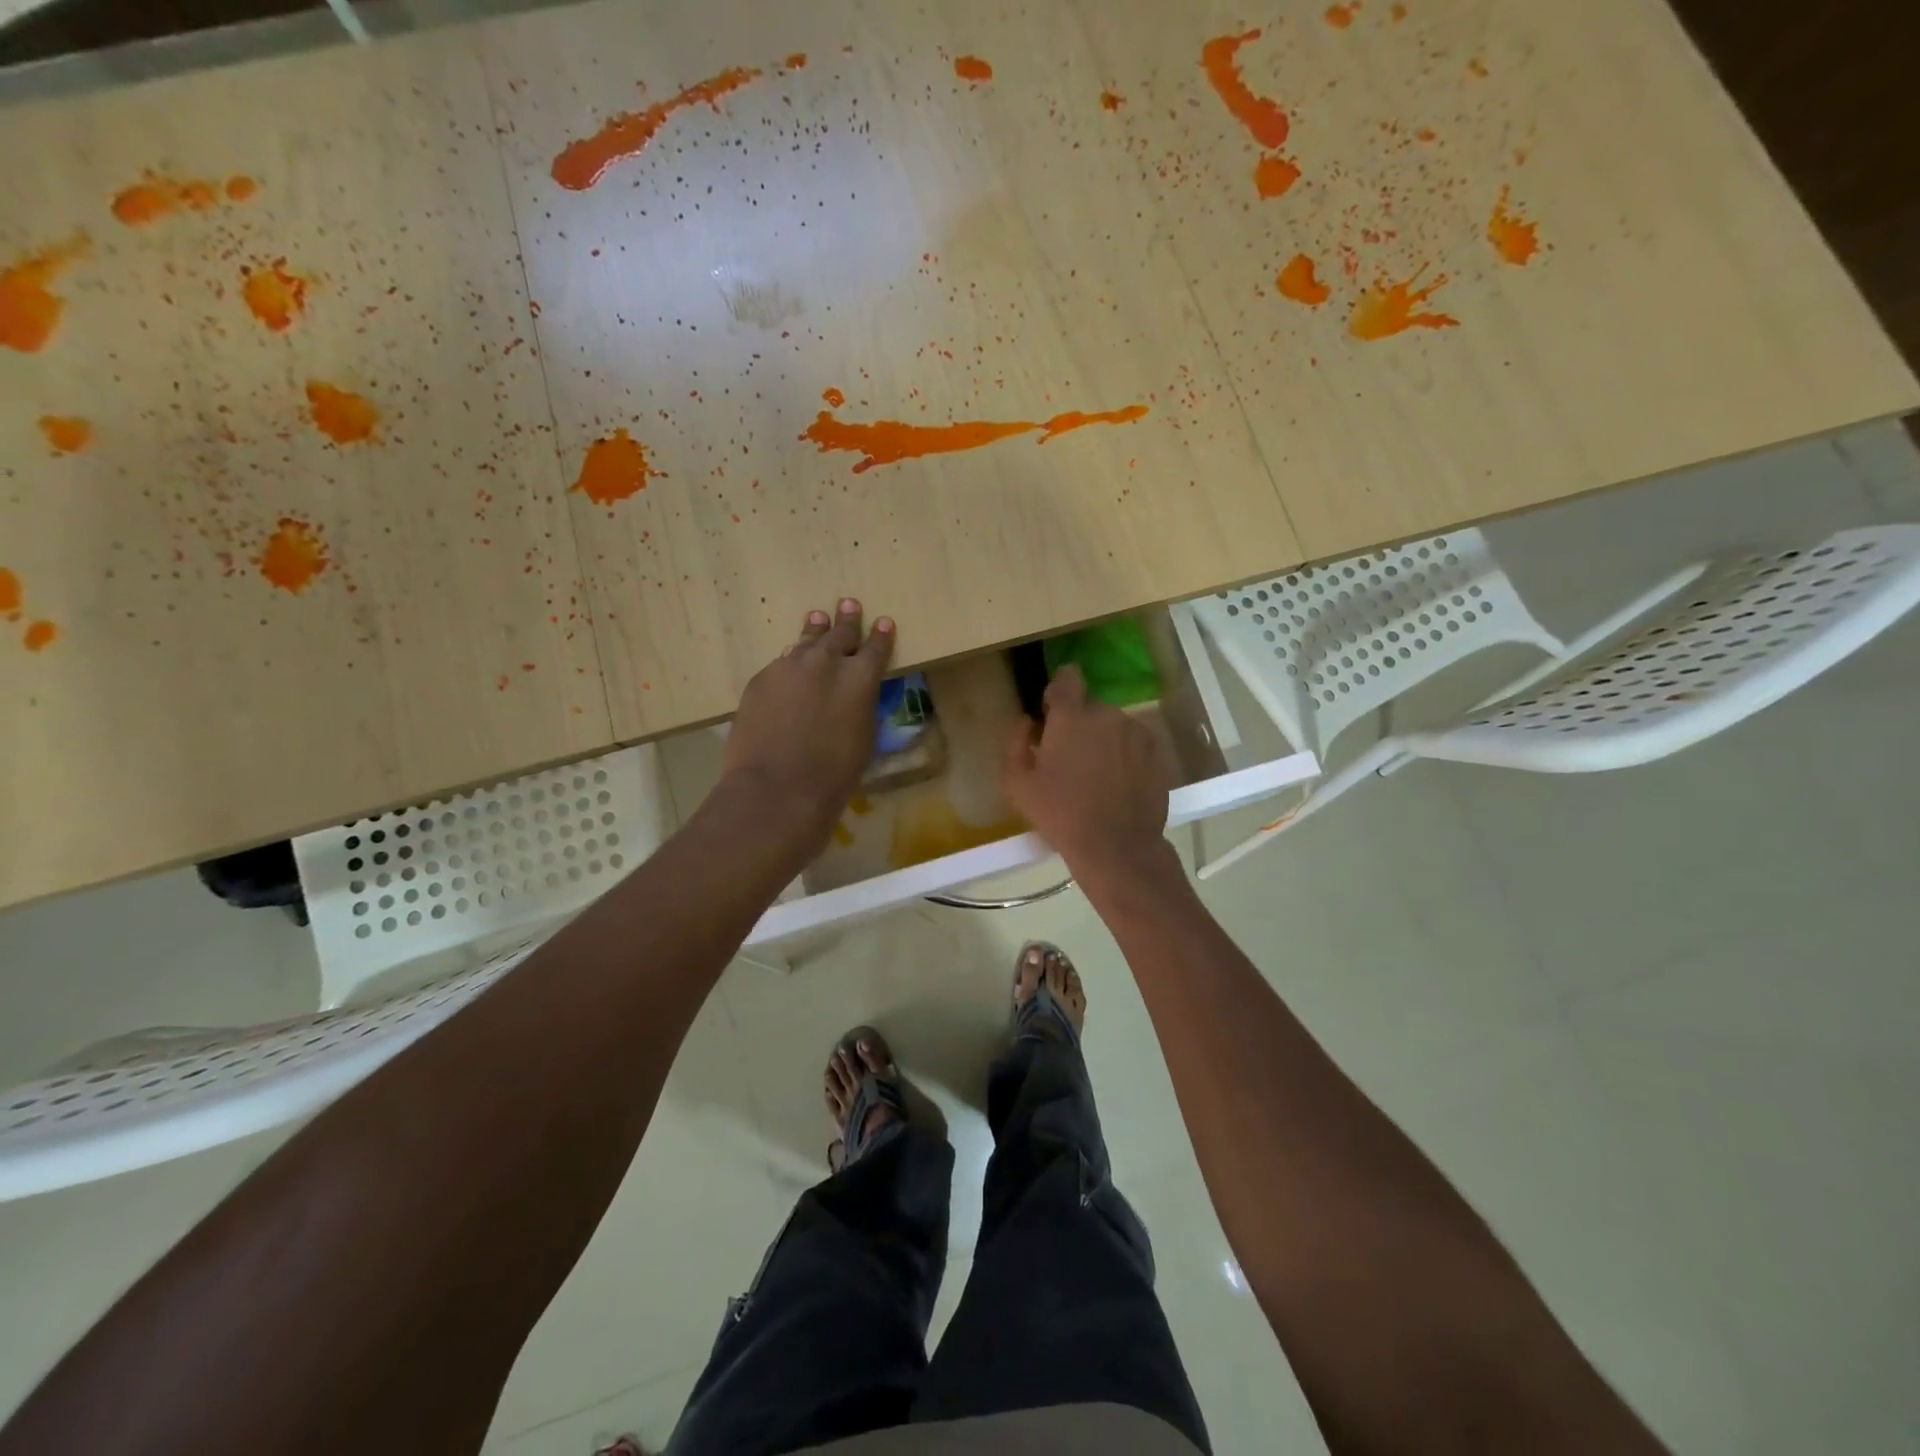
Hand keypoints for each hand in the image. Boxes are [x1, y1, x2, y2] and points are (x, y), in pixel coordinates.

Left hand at [723, 599, 894, 851]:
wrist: (776, 789)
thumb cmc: (833, 776)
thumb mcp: (863, 739)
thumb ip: (859, 706)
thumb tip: (851, 693)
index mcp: (860, 679)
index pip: (875, 648)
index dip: (881, 636)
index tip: (884, 622)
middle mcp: (826, 663)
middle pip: (839, 634)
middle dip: (847, 620)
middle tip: (849, 604)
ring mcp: (789, 667)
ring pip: (806, 641)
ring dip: (815, 630)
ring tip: (818, 618)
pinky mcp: (761, 679)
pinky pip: (781, 663)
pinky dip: (790, 660)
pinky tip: (789, 659)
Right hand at [1001, 664, 1174, 877]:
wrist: (1116, 846)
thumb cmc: (1060, 814)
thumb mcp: (1017, 784)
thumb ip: (1015, 743)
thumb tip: (1026, 722)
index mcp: (1071, 717)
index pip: (1068, 677)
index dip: (1059, 689)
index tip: (1053, 713)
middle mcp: (1107, 714)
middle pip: (1090, 706)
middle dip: (1080, 724)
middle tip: (1071, 759)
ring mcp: (1136, 732)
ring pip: (1114, 725)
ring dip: (1104, 739)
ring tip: (1097, 775)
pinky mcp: (1156, 752)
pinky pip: (1135, 742)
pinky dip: (1126, 754)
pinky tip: (1118, 783)